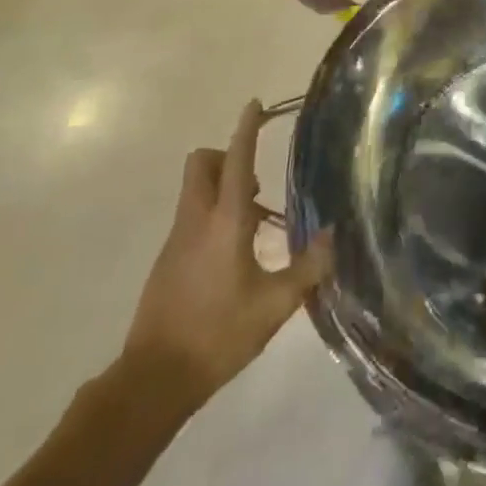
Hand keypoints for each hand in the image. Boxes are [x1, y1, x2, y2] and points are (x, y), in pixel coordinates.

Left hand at [118, 100, 331, 416]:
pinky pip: (190, 217)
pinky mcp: (166, 261)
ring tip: (253, 223)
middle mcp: (196, 220)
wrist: (153, 380)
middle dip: (225, 157)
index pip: (236, 161)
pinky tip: (232, 256)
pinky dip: (210, 216)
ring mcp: (176, 240)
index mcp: (225, 222)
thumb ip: (308, 268)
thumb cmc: (218, 335)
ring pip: (194, 190)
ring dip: (220, 188)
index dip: (246, 130)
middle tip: (255, 182)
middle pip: (201, 164)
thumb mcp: (275, 306)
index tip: (254, 104)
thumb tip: (332, 235)